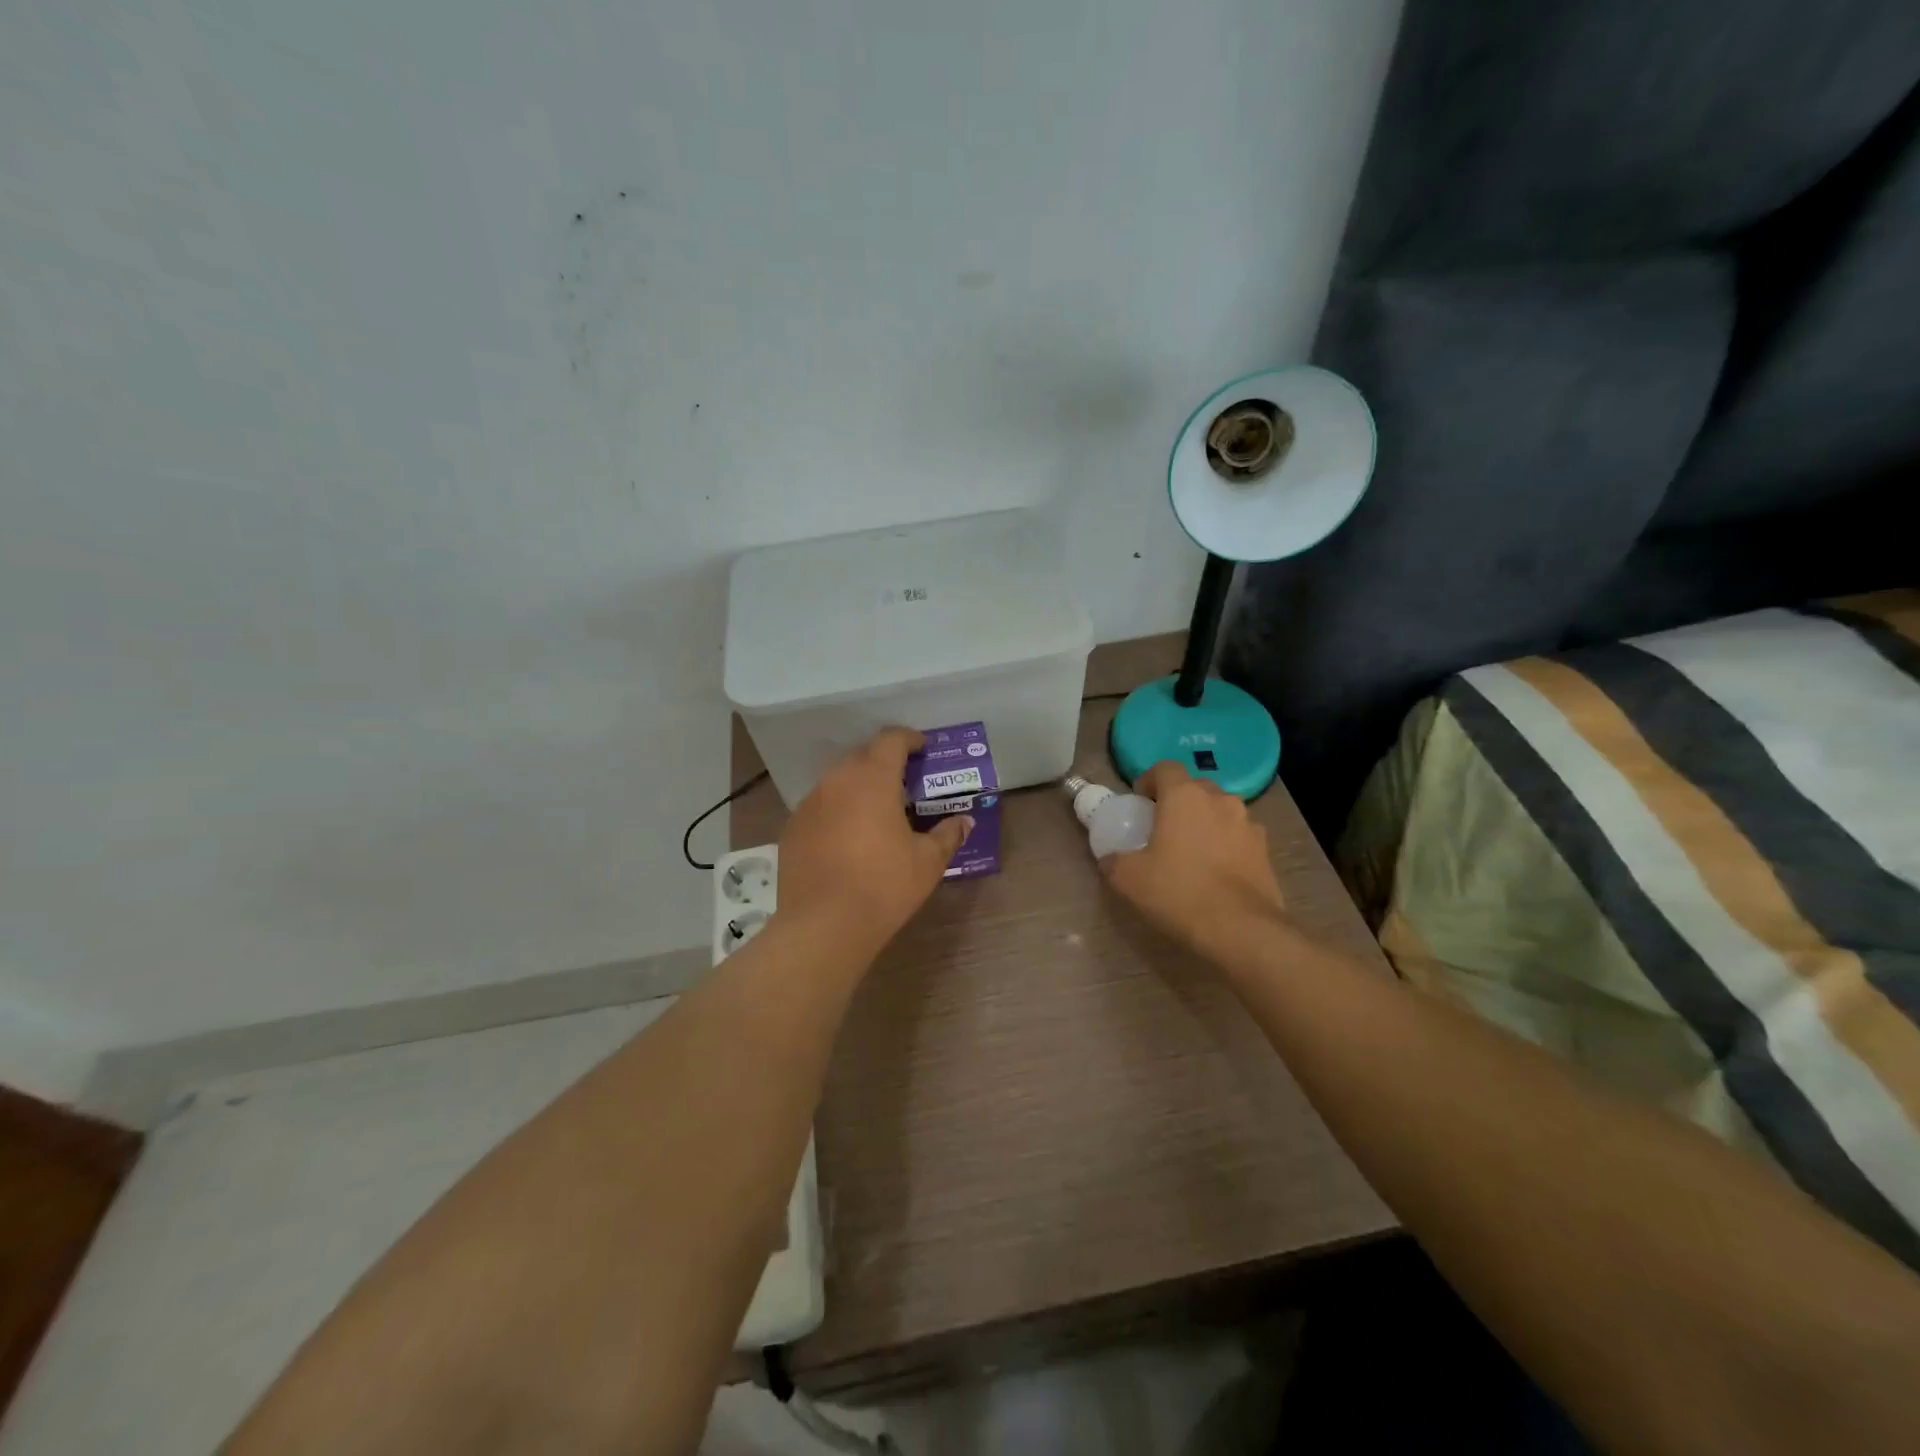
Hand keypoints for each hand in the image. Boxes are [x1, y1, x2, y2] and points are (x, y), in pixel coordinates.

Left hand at [777, 728, 972, 958]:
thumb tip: (965, 822)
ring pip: (838, 781)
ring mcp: (810, 804)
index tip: (922, 748)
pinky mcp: (792, 828)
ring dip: (859, 787)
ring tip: (876, 811)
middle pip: (862, 756)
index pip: (890, 740)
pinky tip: (847, 839)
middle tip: (904, 783)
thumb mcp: (927, 862)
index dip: (908, 738)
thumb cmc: (884, 886)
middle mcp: (837, 781)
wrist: (822, 926)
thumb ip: (947, 835)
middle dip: (884, 762)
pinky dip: (837, 811)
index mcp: (873, 779)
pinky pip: (820, 807)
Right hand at [1099, 760, 1286, 965]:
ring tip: (1192, 852)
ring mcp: (1249, 824)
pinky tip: (1216, 872)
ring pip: (1220, 812)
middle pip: (1195, 788)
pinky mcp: (1266, 851)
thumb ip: (1114, 861)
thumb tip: (1110, 859)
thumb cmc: (1179, 892)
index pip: (1165, 768)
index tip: (1139, 803)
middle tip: (1162, 828)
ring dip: (1205, 823)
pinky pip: (1239, 837)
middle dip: (1178, 802)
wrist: (1241, 930)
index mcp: (1185, 796)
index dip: (1149, 781)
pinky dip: (1226, 845)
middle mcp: (1220, 800)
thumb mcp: (1129, 879)